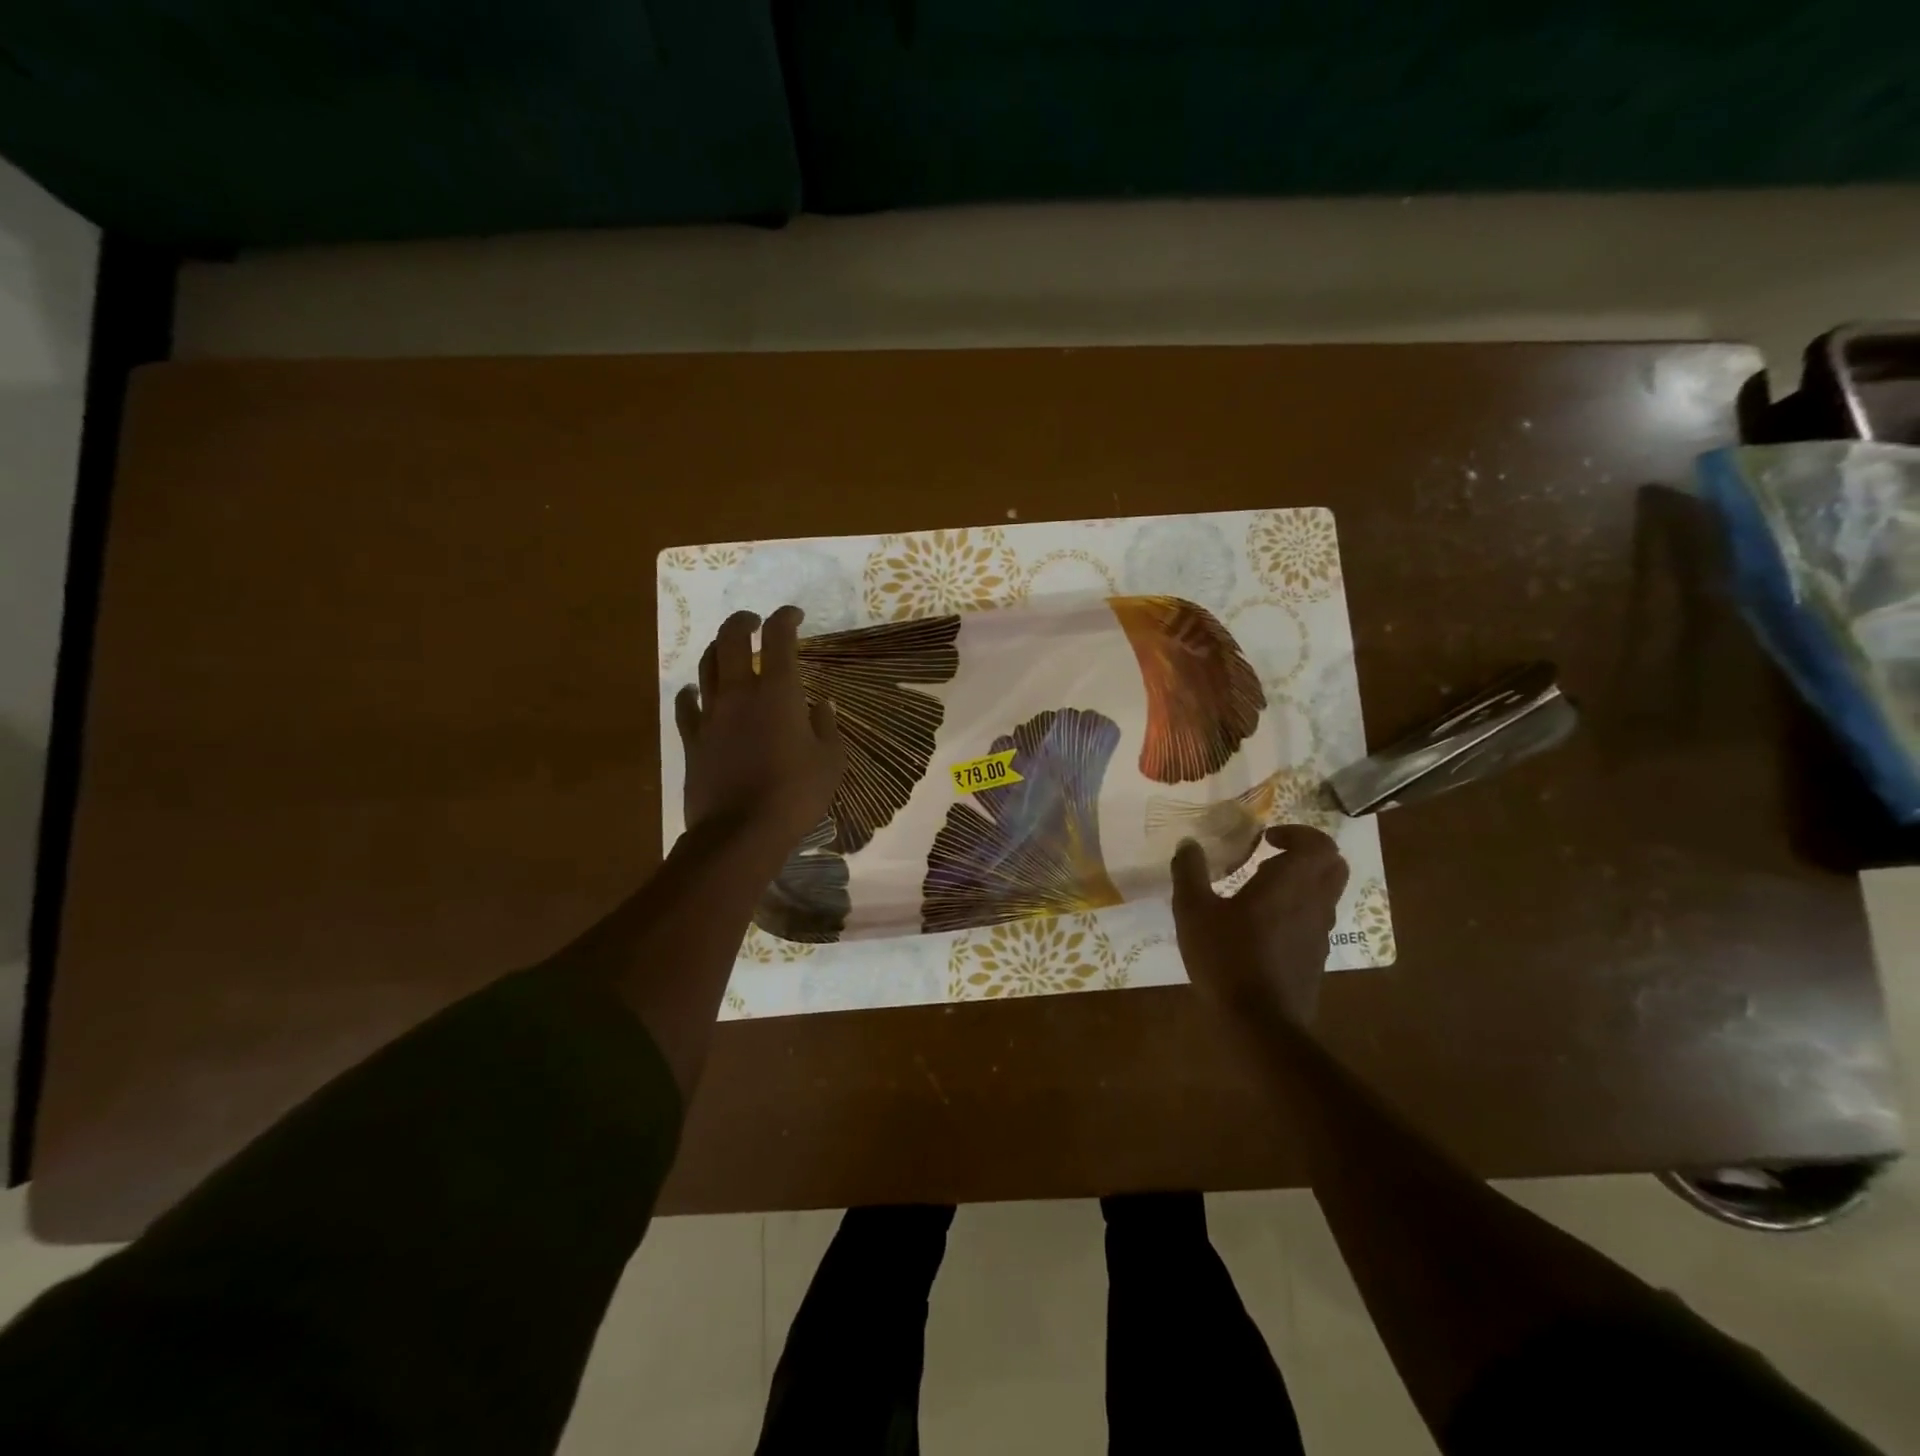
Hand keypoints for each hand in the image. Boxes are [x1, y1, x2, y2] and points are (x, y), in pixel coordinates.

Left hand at [674, 606, 845, 853]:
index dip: (786, 618)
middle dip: (743, 621)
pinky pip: (686, 705)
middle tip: (755, 621)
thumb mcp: (830, 761)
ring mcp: (711, 715)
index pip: (778, 638)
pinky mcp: (692, 739)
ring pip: (705, 665)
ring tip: (728, 649)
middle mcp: (739, 693)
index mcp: (778, 693)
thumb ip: (826, 727)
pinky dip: (692, 691)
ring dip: (717, 649)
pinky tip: (696, 691)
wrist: (741, 833)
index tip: (795, 616)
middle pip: (730, 639)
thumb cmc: (795, 794)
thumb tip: (820, 706)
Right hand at [1172, 824, 1349, 1028]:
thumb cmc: (1226, 957)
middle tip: (1271, 856)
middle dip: (1307, 853)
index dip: (1297, 833)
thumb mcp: (1193, 911)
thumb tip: (1187, 844)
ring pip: (1326, 894)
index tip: (1266, 839)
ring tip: (1261, 890)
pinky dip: (1298, 910)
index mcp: (1290, 883)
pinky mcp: (1316, 959)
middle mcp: (1314, 903)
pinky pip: (1315, 921)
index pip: (1318, 844)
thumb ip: (1189, 872)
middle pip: (1333, 865)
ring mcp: (1320, 934)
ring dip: (1302, 882)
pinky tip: (1262, 927)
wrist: (1258, 1023)